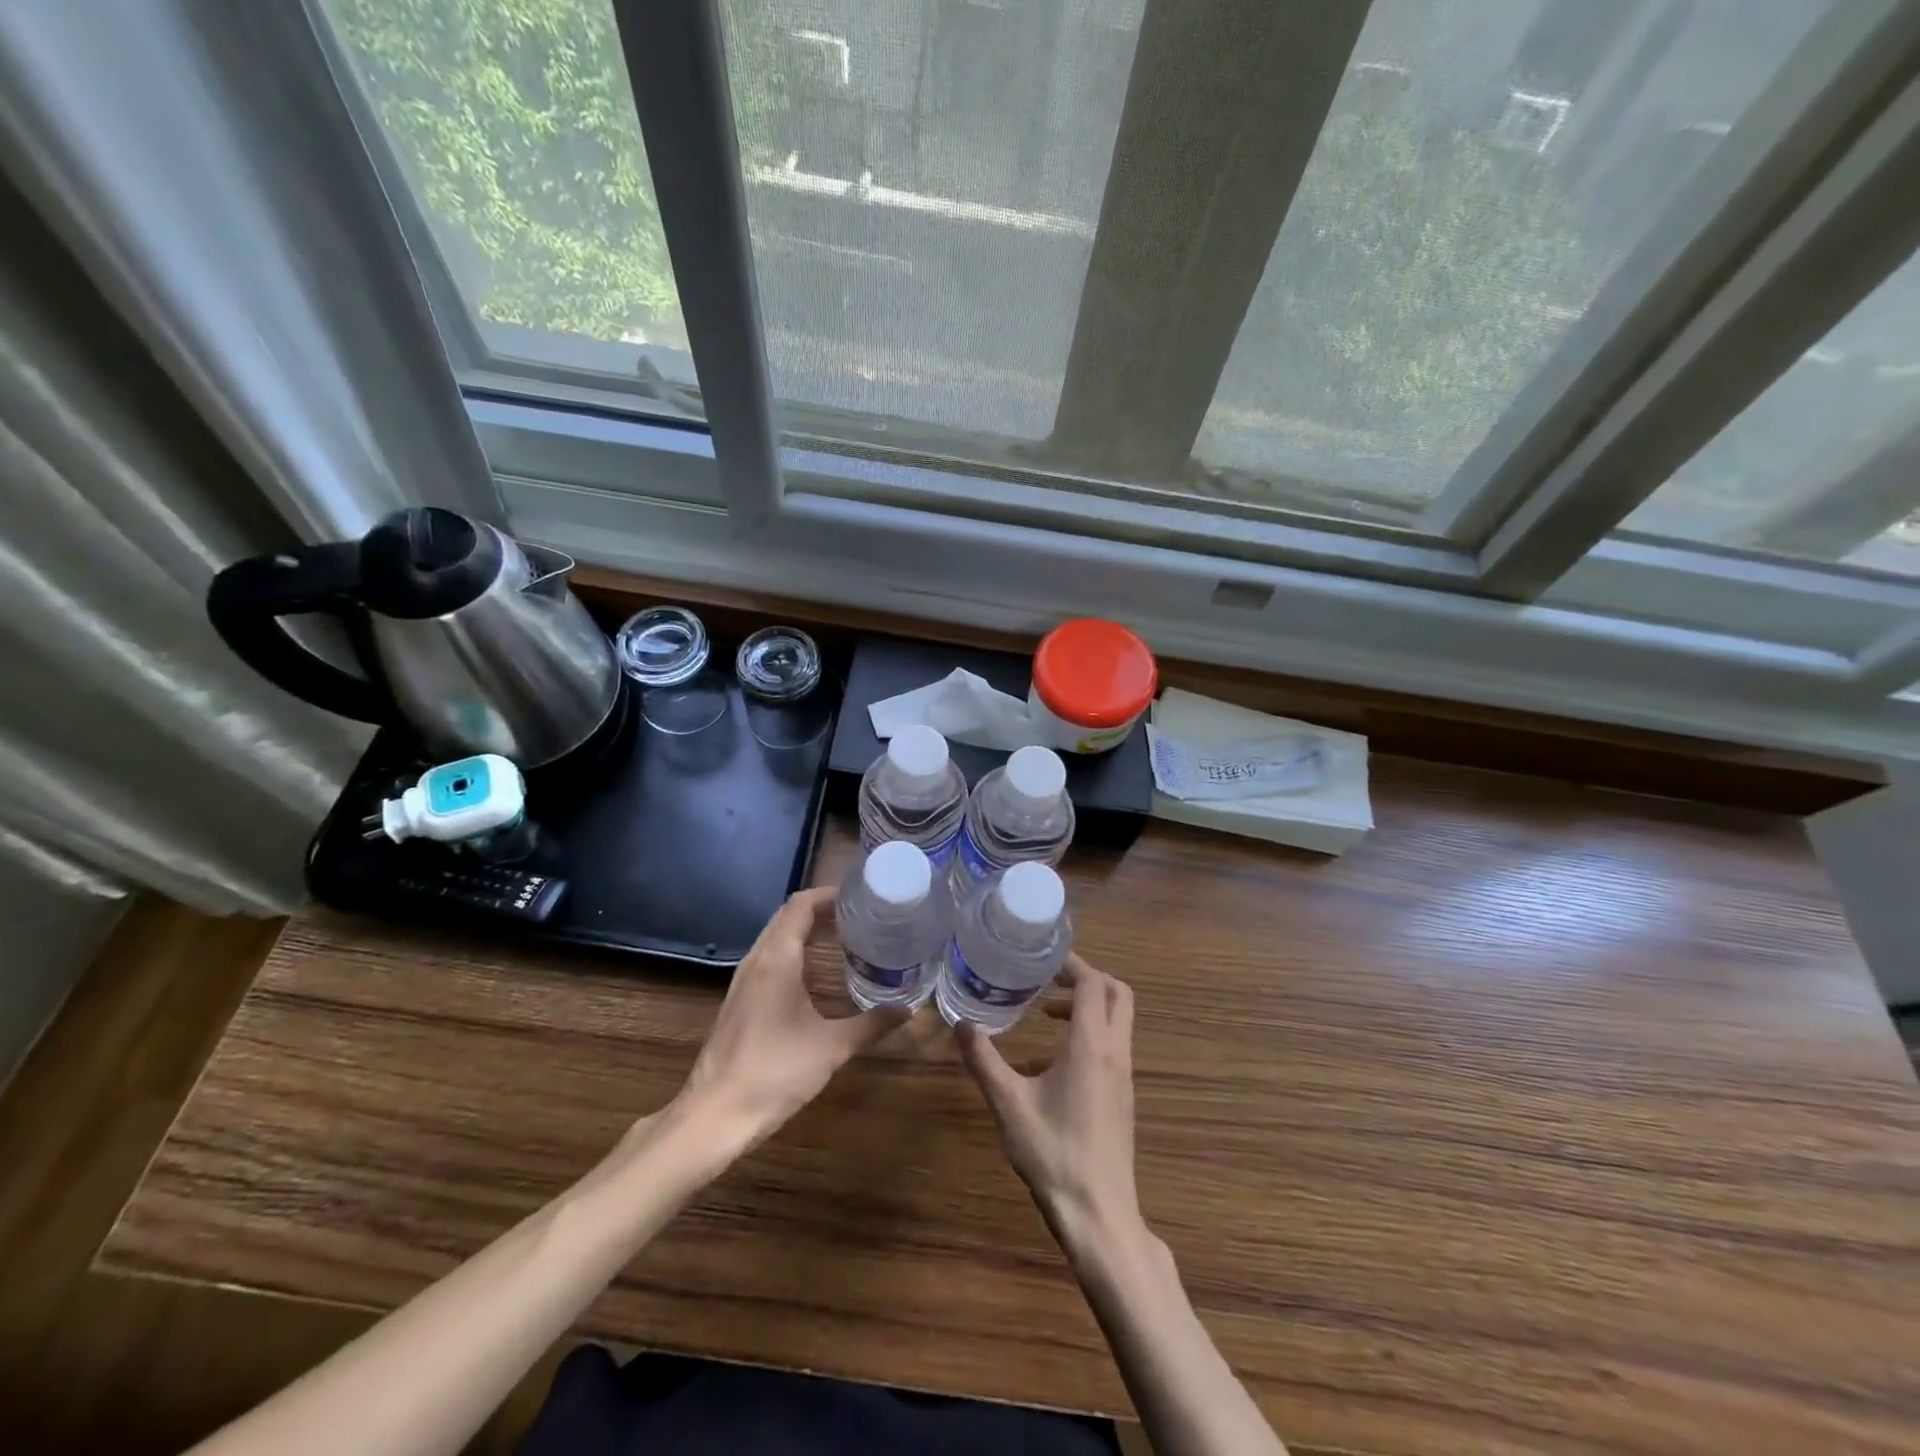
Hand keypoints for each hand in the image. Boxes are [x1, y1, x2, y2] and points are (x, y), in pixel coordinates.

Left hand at [678, 886, 902, 1147]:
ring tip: (846, 940)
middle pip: (788, 916)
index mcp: (777, 958)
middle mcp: (757, 960)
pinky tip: (818, 977)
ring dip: (808, 932)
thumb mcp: (832, 1047)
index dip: (830, 895)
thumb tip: (909, 1011)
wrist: (715, 1115)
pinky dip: (796, 953)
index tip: (862, 898)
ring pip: (777, 938)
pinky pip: (770, 959)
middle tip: (861, 918)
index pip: (801, 904)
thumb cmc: (775, 1072)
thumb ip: (872, 1024)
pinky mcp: (740, 1001)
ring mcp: (744, 981)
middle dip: (823, 911)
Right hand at [958, 953, 1143, 1258]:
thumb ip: (984, 1060)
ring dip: (1088, 1006)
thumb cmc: (1053, 1154)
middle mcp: (1115, 1052)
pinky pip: (1112, 1046)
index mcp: (1091, 1044)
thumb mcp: (1008, 1104)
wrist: (1098, 1215)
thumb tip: (960, 1024)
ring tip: (1045, 1015)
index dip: (1071, 964)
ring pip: (1119, 1020)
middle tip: (1049, 980)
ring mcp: (1123, 1076)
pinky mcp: (1122, 1097)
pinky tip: (1050, 1064)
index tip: (1041, 959)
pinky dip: (1090, 1034)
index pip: (1093, 983)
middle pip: (1118, 994)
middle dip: (1087, 978)